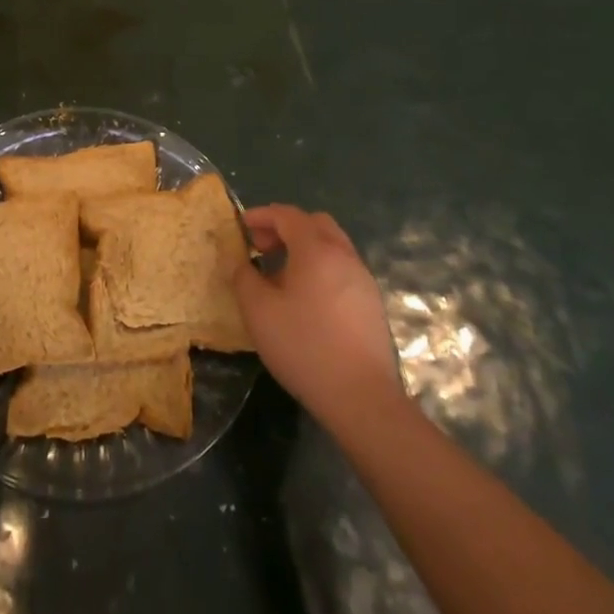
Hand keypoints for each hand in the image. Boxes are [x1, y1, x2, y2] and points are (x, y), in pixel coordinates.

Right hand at [231, 205, 403, 434]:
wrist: (362, 398)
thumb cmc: (304, 346)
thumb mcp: (258, 311)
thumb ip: (244, 278)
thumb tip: (241, 263)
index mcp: (316, 250)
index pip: (287, 215)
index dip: (261, 215)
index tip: (241, 227)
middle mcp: (344, 256)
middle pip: (314, 224)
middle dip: (285, 228)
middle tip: (262, 248)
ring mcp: (363, 279)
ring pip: (332, 246)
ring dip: (304, 249)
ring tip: (280, 275)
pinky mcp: (372, 304)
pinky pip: (342, 269)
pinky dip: (320, 268)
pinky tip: (305, 300)